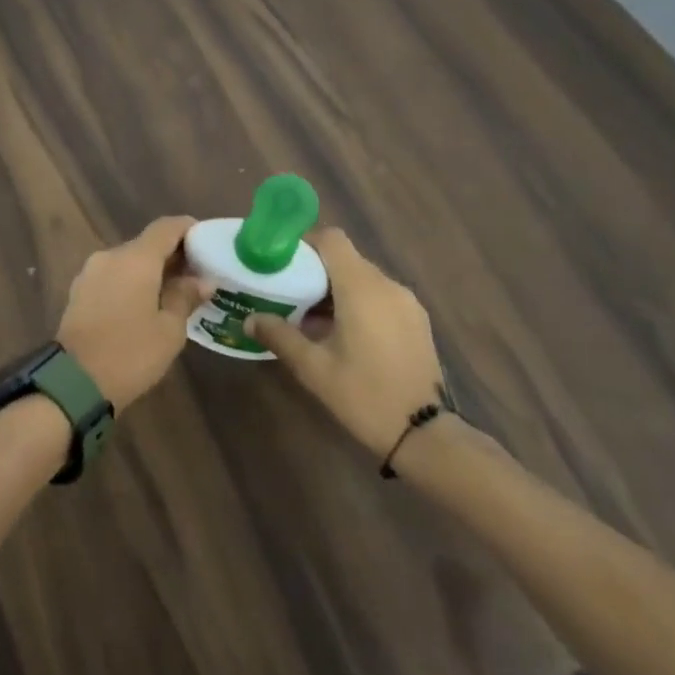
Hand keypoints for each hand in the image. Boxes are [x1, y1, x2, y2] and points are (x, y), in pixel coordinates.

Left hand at [57, 216, 211, 411]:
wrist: (73, 383)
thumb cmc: (130, 354)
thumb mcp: (169, 330)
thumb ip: (185, 297)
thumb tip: (202, 280)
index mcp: (135, 259)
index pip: (167, 227)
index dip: (190, 230)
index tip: (208, 244)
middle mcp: (110, 256)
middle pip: (147, 244)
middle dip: (173, 255)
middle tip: (197, 276)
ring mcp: (90, 273)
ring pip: (128, 261)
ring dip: (151, 271)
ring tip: (173, 294)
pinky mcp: (79, 291)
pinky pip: (113, 277)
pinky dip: (131, 283)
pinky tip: (145, 305)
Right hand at [246, 228, 447, 458]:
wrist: (424, 435)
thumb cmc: (363, 395)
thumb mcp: (313, 368)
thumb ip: (279, 336)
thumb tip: (250, 319)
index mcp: (362, 288)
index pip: (332, 239)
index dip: (304, 242)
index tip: (282, 262)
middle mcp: (388, 285)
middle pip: (346, 258)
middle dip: (316, 270)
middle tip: (288, 293)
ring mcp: (407, 303)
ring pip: (364, 278)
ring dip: (336, 288)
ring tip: (311, 318)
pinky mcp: (417, 320)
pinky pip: (380, 296)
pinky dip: (358, 302)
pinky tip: (342, 334)